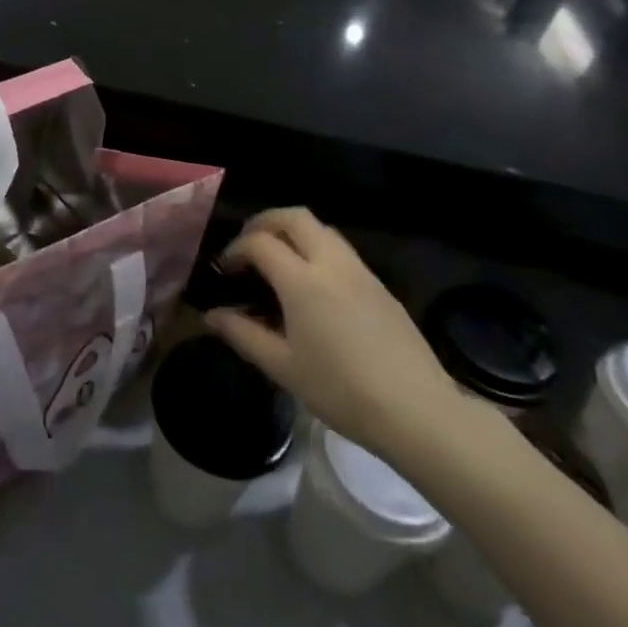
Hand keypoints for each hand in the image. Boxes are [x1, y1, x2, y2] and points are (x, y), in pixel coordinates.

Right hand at [208, 209, 480, 461]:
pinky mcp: (380, 286)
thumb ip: (243, 334)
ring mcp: (361, 272)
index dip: (236, 249)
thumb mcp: (283, 367)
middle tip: (249, 246)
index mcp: (302, 281)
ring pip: (322, 229)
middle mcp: (332, 263)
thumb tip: (212, 316)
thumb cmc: (341, 390)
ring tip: (278, 262)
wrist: (416, 409)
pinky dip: (318, 250)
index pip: (260, 242)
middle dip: (265, 222)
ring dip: (294, 232)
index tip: (225, 270)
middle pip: (295, 217)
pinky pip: (342, 251)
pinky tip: (313, 286)